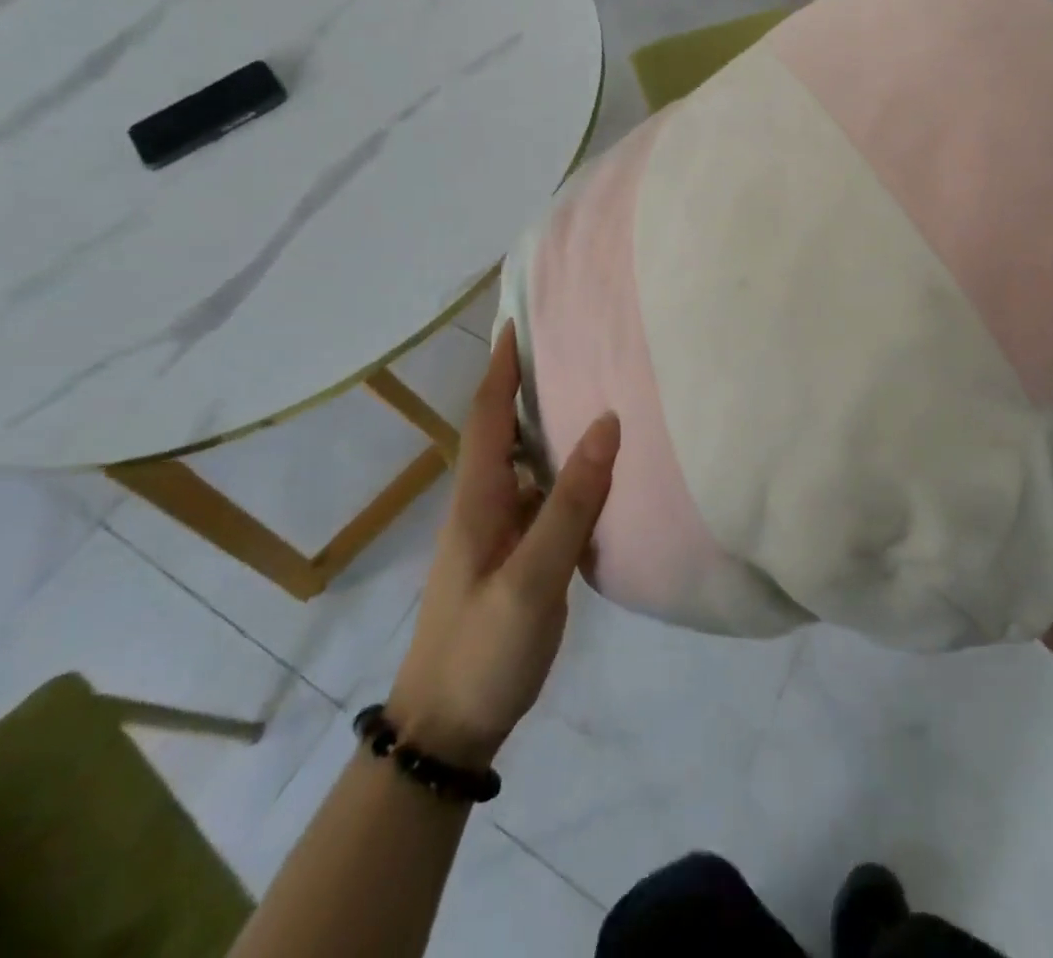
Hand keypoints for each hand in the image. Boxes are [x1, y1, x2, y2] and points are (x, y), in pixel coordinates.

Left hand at [388, 323, 619, 767]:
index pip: (486, 415)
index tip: (519, 322)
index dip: (501, 367)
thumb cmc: (481, 650)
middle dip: (526, 385)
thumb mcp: (531, 578)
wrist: (446, 731)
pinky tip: (598, 472)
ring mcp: (499, 535)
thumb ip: (571, 503)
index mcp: (477, 499)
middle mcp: (484, 506)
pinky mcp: (516, 558)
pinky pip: (542, 497)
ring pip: (525, 464)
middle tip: (570, 348)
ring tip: (592, 395)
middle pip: (503, 431)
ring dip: (548, 426)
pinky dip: (565, 472)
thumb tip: (606, 423)